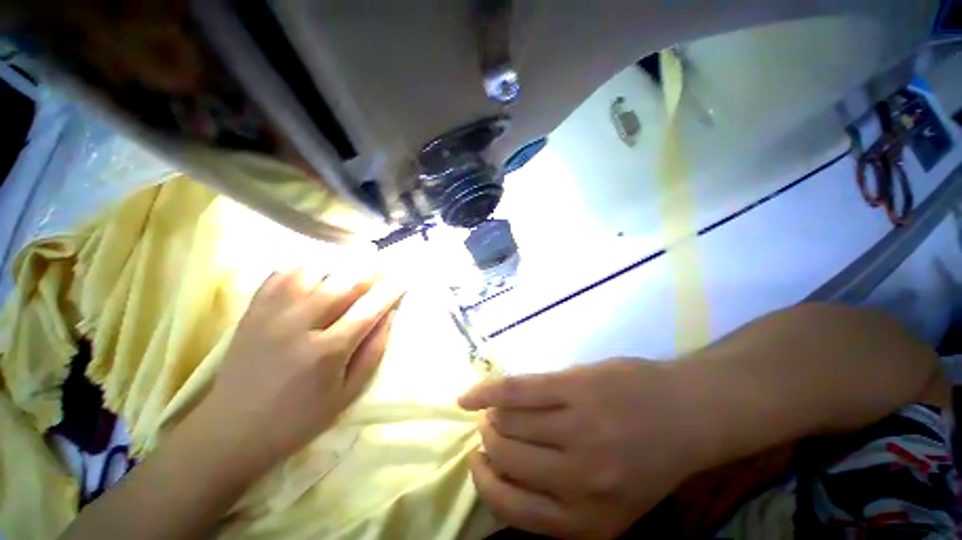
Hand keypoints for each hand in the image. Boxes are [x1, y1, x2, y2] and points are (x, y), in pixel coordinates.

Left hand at [198, 267, 403, 473]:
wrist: (232, 431)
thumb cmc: (300, 419)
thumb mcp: (348, 393)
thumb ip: (374, 350)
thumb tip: (389, 314)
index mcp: (327, 351)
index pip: (369, 309)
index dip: (391, 291)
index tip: (404, 280)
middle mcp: (299, 326)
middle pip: (344, 283)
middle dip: (372, 270)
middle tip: (387, 265)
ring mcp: (271, 315)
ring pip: (314, 271)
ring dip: (341, 266)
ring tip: (355, 268)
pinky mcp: (252, 312)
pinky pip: (281, 274)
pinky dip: (305, 267)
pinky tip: (319, 272)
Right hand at [458, 359, 703, 538]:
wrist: (686, 411)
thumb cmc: (648, 455)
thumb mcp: (613, 501)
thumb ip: (560, 498)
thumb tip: (501, 472)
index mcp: (590, 519)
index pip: (513, 509)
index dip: (486, 485)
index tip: (478, 464)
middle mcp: (580, 479)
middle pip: (506, 457)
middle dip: (489, 443)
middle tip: (490, 429)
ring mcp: (576, 427)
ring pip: (507, 422)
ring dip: (490, 418)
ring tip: (493, 411)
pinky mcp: (571, 387)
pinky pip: (514, 391)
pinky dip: (485, 393)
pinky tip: (466, 397)